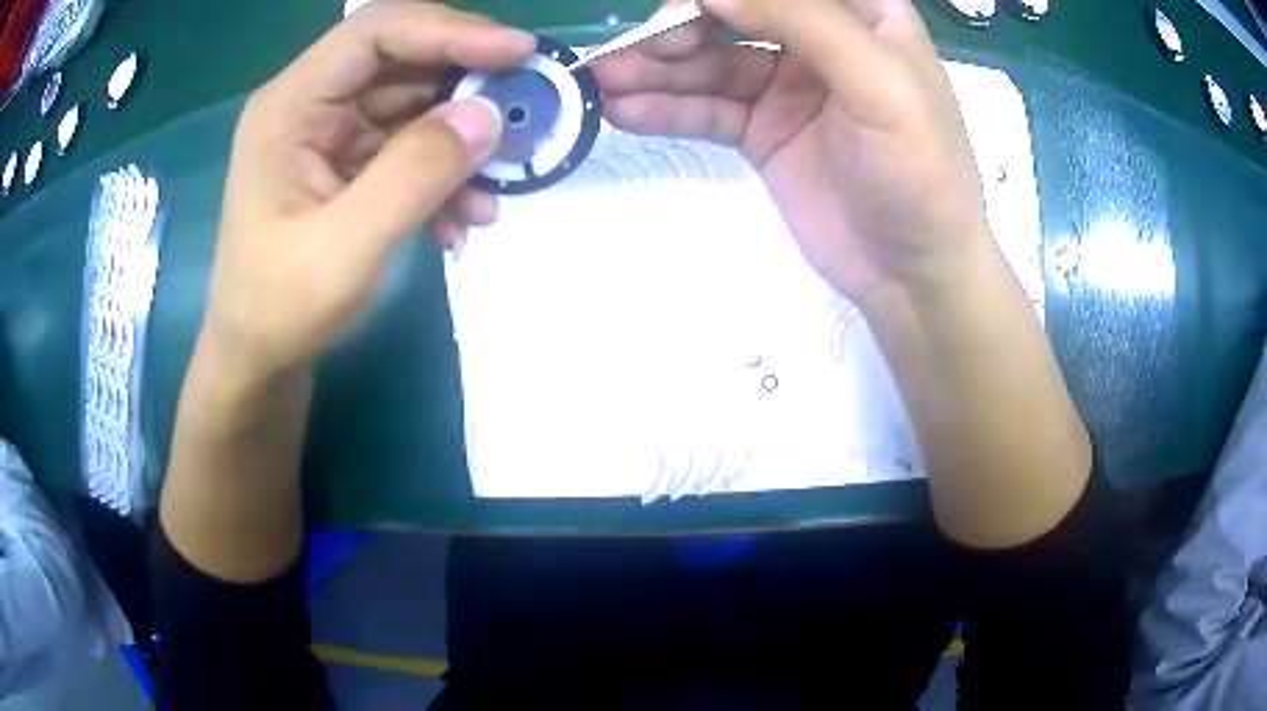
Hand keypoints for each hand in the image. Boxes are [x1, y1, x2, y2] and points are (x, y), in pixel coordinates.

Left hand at [202, 1, 534, 382]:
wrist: (258, 359)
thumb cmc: (281, 309)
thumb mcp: (347, 248)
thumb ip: (415, 174)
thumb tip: (487, 114)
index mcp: (290, 106)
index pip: (376, 32)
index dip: (450, 30)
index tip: (518, 52)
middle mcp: (309, 105)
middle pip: (401, 61)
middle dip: (466, 86)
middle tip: (524, 112)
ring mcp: (328, 134)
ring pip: (412, 105)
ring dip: (460, 141)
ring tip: (494, 191)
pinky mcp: (345, 162)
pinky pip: (407, 146)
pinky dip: (442, 174)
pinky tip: (460, 218)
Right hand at [594, 0, 991, 307]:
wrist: (914, 276)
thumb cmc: (920, 174)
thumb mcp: (879, 85)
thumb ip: (802, 22)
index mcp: (864, 16)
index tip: (685, 9)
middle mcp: (821, 41)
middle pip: (737, 14)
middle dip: (681, 27)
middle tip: (633, 49)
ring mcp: (787, 86)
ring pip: (710, 62)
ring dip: (656, 69)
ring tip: (603, 80)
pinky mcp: (764, 131)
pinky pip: (707, 109)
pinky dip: (666, 108)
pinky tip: (623, 112)